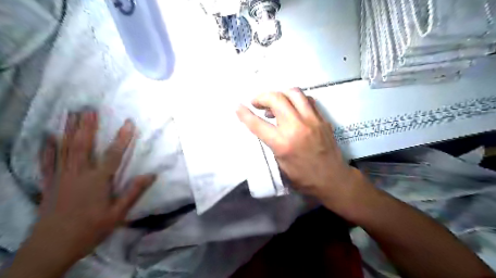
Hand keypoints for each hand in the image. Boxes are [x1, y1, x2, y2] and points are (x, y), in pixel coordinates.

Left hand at [36, 110, 153, 262]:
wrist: (52, 247)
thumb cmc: (90, 230)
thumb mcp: (118, 214)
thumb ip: (133, 192)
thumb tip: (151, 175)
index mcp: (97, 181)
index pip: (113, 154)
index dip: (123, 138)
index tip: (129, 123)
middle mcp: (78, 174)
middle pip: (83, 146)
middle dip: (87, 126)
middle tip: (89, 109)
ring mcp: (61, 178)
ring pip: (65, 149)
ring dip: (68, 131)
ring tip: (71, 115)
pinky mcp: (49, 184)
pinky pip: (47, 163)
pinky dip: (47, 149)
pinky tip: (48, 137)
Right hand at [236, 88, 362, 211]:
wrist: (333, 179)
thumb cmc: (303, 178)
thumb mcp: (280, 164)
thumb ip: (271, 143)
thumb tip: (265, 128)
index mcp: (283, 143)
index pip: (258, 124)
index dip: (245, 114)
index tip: (238, 107)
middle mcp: (297, 127)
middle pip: (276, 99)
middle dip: (262, 97)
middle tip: (257, 103)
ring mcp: (312, 120)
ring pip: (294, 93)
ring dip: (280, 94)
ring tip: (275, 103)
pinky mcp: (322, 119)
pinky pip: (307, 100)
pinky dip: (296, 100)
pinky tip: (292, 108)